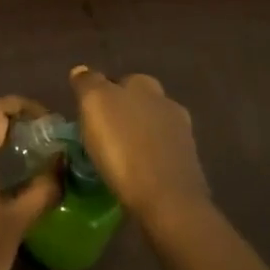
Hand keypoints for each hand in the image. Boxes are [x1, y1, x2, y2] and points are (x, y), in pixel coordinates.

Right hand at [67, 68, 209, 228]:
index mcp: (144, 85)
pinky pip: (159, 156)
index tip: (87, 114)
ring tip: (115, 159)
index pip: (119, 80)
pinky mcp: (188, 166)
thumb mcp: (95, 104)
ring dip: (135, 138)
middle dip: (122, 115)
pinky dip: (147, 161)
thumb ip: (88, 83)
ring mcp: (182, 135)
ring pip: (151, 129)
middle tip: (99, 136)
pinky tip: (134, 176)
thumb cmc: (124, 147)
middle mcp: (166, 102)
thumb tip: (82, 70)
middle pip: (138, 103)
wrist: (167, 199)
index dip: (102, 94)